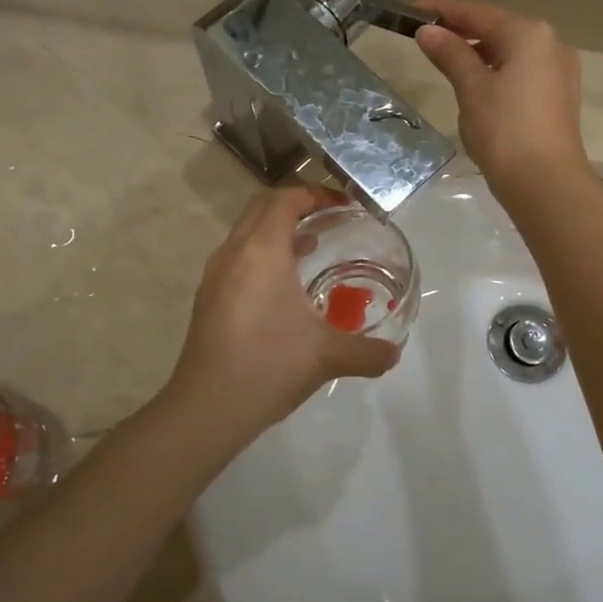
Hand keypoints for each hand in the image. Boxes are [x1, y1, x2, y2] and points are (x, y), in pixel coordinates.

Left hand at [165, 186, 399, 442]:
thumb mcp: (328, 356)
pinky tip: (284, 289)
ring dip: (277, 230)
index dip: (315, 194)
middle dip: (296, 205)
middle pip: (261, 207)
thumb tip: (395, 354)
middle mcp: (233, 252)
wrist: (208, 407)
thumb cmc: (270, 365)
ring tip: (311, 248)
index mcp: (261, 250)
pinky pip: (237, 258)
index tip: (344, 206)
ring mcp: (215, 275)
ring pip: (246, 233)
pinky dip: (262, 255)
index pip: (285, 199)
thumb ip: (368, 352)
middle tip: (330, 220)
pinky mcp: (208, 298)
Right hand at [414, 0, 591, 197]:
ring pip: (512, 51)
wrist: (545, 182)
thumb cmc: (504, 129)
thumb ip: (450, 54)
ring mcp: (560, 71)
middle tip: (426, 36)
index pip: (478, 12)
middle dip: (462, 30)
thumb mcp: (471, 88)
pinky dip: (497, 70)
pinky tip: (478, 84)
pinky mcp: (559, 96)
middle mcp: (551, 44)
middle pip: (499, 28)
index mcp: (529, 34)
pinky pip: (523, 71)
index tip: (412, 10)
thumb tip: (428, 30)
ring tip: (447, 60)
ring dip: (480, 51)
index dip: (443, 10)